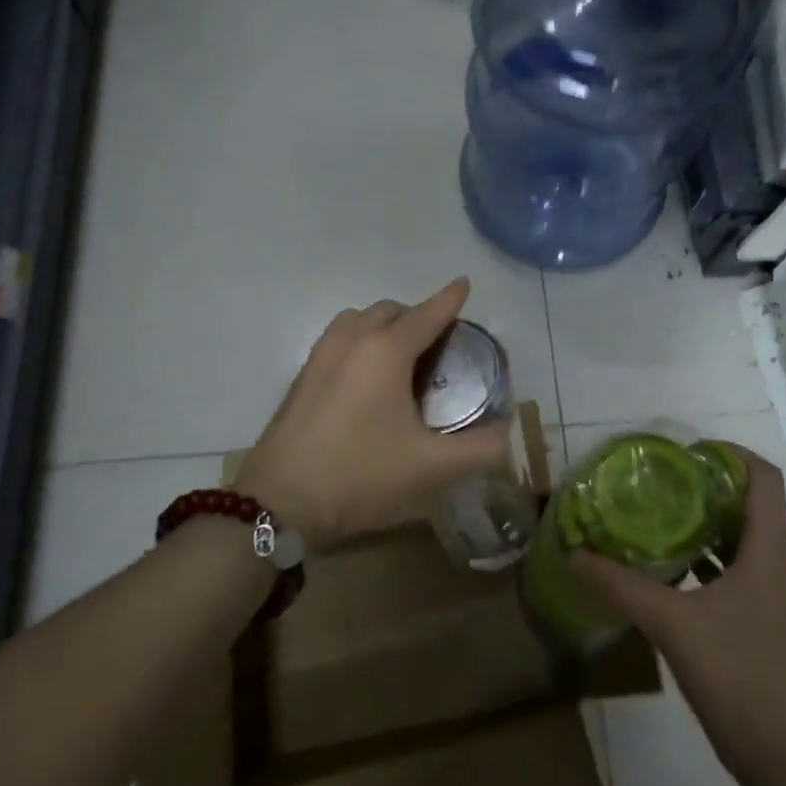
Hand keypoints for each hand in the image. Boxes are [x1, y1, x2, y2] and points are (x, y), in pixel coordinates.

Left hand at [233, 279, 510, 547]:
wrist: (279, 502)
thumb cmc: (359, 476)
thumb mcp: (431, 468)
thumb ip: (479, 449)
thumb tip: (506, 436)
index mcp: (386, 352)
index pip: (427, 314)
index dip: (450, 299)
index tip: (465, 284)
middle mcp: (352, 340)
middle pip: (391, 310)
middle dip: (418, 315)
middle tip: (439, 344)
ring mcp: (321, 355)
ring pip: (359, 319)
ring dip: (384, 324)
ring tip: (401, 356)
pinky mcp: (302, 375)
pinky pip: (339, 337)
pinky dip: (361, 339)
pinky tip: (366, 377)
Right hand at [572, 451, 785, 776]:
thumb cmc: (736, 677)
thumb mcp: (671, 625)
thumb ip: (622, 586)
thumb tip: (576, 555)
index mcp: (769, 555)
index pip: (765, 481)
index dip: (733, 455)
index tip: (691, 453)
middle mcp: (782, 569)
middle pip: (754, 509)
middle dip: (712, 491)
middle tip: (665, 485)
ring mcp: (782, 600)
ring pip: (749, 545)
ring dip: (711, 529)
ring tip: (665, 522)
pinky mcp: (774, 627)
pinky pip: (745, 575)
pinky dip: (715, 564)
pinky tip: (679, 576)